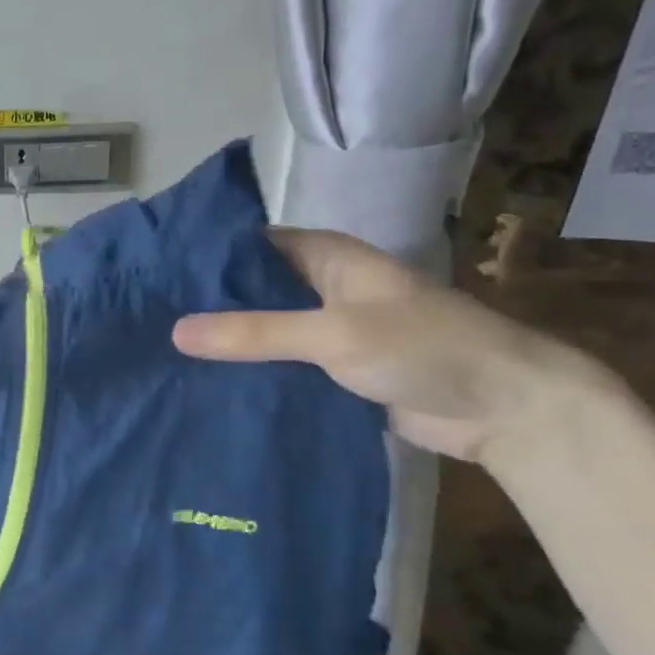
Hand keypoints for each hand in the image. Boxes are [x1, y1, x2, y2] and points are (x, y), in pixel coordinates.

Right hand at [172, 228, 598, 462]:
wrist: (508, 410)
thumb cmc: (425, 347)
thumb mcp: (334, 333)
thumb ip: (255, 333)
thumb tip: (175, 332)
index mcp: (325, 257)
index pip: (249, 245)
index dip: (204, 257)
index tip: (152, 275)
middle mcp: (321, 288)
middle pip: (251, 290)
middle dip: (206, 306)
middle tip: (146, 320)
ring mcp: (326, 331)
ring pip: (263, 332)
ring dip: (226, 345)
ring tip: (161, 355)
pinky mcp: (332, 372)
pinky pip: (280, 367)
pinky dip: (250, 375)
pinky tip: (205, 387)